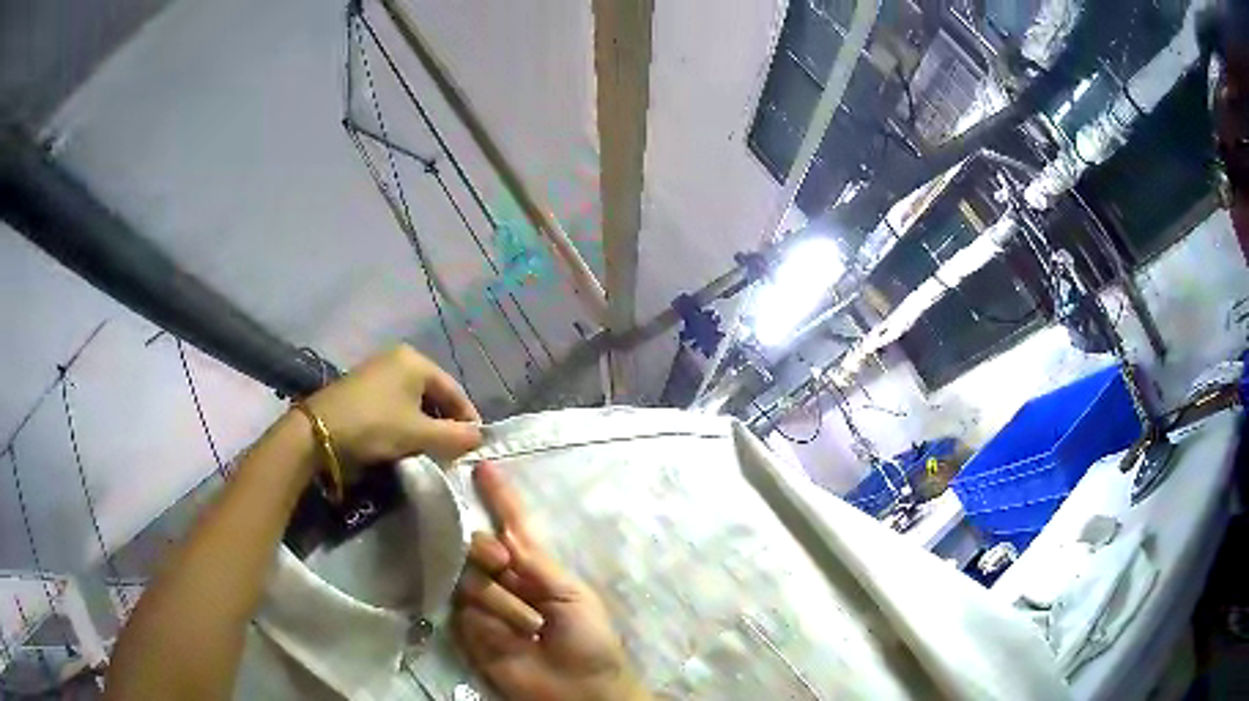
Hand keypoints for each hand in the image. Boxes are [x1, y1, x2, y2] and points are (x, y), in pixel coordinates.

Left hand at [303, 345, 481, 466]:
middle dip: (446, 422)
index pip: (454, 391)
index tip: (475, 446)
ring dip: (426, 425)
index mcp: (416, 361)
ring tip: (431, 450)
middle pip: (434, 394)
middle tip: (453, 450)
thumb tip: (481, 437)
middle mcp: (398, 358)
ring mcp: (378, 371)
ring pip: (414, 400)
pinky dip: (406, 422)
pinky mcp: (363, 387)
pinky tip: (405, 441)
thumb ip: (454, 436)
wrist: (318, 431)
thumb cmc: (374, 426)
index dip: (468, 419)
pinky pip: (396, 403)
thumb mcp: (418, 434)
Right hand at [455, 463, 649, 700]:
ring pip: (471, 579)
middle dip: (486, 549)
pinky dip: (488, 620)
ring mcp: (485, 606)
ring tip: (532, 628)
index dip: (500, 498)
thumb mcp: (573, 595)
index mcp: (537, 568)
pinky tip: (508, 637)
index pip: (513, 526)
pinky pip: (465, 610)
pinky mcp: (469, 631)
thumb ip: (537, 565)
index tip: (484, 467)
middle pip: (479, 546)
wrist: (579, 689)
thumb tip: (504, 537)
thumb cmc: (589, 640)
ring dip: (503, 601)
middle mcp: (506, 581)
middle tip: (503, 564)